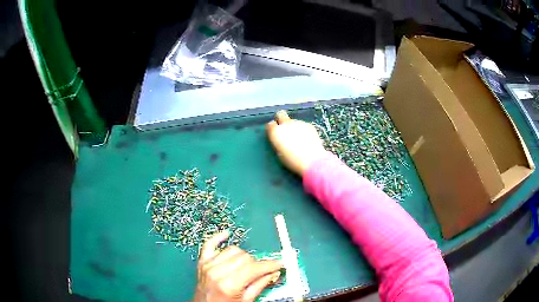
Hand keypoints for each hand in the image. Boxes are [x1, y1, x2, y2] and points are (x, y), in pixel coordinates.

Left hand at [194, 231, 282, 301]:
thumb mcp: (246, 301)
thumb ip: (260, 285)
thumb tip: (273, 272)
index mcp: (229, 285)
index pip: (254, 268)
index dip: (269, 265)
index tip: (279, 263)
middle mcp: (217, 272)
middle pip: (244, 257)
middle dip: (256, 263)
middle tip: (262, 271)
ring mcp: (208, 265)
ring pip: (232, 250)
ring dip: (243, 256)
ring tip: (246, 266)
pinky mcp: (202, 262)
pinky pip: (209, 244)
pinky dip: (218, 238)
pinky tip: (226, 234)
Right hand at [266, 110, 325, 175]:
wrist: (312, 160)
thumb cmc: (292, 160)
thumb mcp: (279, 153)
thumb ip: (278, 142)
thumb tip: (280, 138)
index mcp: (275, 132)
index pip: (270, 124)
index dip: (273, 129)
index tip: (276, 134)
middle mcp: (285, 124)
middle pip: (280, 114)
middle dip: (281, 119)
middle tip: (285, 129)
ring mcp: (298, 123)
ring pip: (293, 121)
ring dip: (294, 127)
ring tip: (300, 139)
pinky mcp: (309, 125)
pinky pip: (303, 125)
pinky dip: (303, 130)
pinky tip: (308, 139)